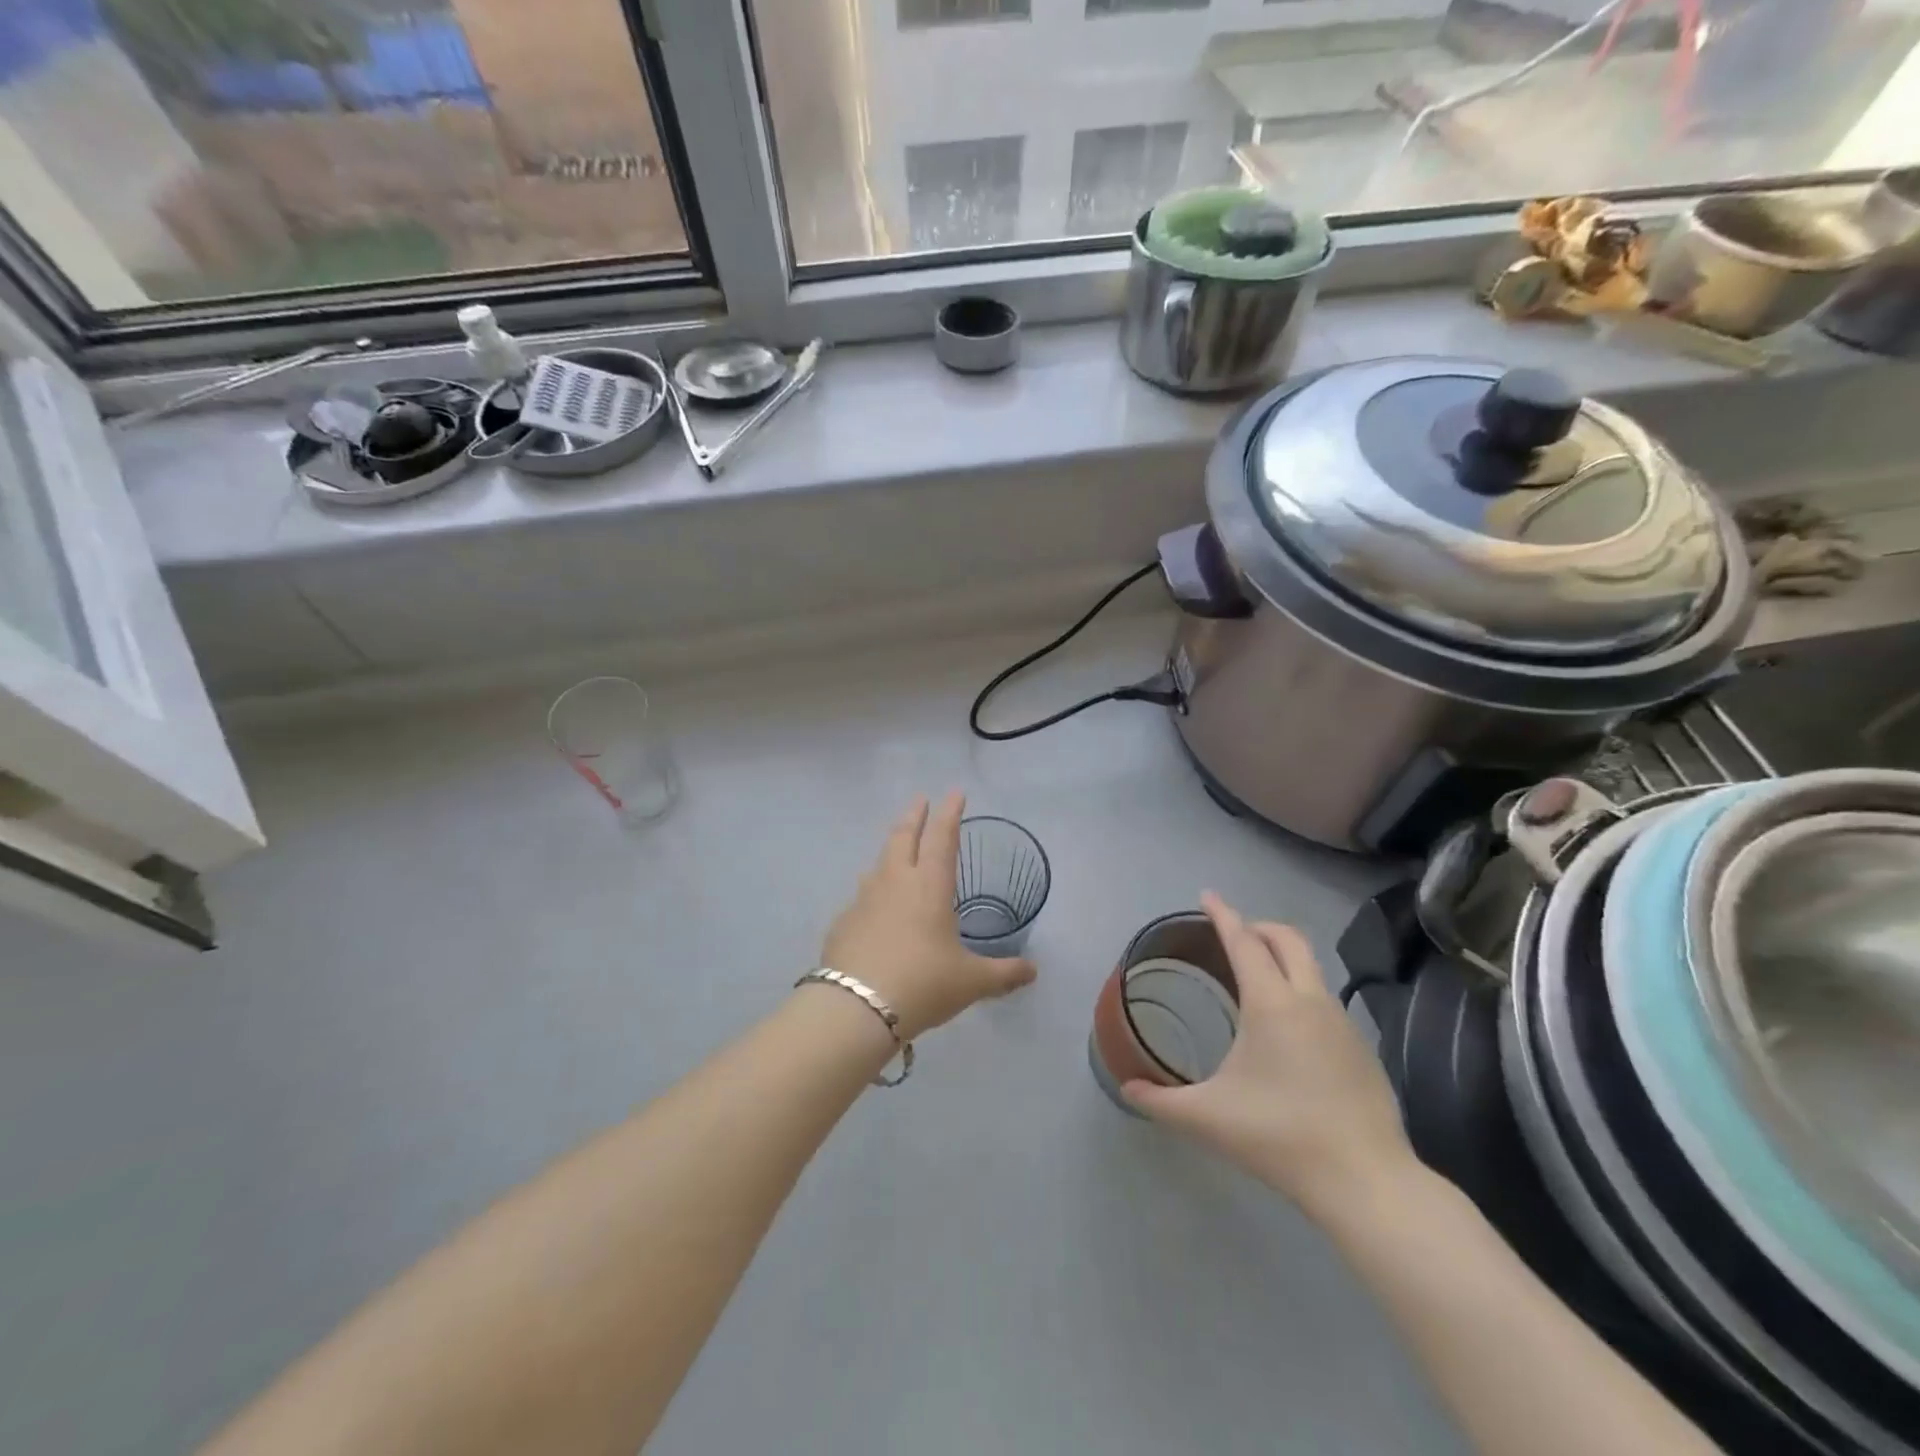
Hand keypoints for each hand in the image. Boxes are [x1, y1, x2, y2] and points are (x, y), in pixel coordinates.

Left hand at [821, 792, 1037, 1040]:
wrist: (856, 1008)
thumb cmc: (923, 984)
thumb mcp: (971, 982)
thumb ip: (1003, 974)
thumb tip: (1033, 972)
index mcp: (930, 886)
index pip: (942, 837)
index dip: (950, 813)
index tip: (954, 792)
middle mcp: (895, 882)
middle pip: (904, 836)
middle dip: (915, 815)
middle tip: (921, 799)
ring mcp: (864, 899)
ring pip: (879, 862)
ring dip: (891, 848)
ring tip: (898, 849)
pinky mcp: (843, 921)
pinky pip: (862, 896)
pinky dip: (873, 891)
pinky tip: (875, 908)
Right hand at [1123, 892, 1417, 1224]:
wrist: (1367, 1182)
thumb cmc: (1280, 1136)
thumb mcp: (1209, 1119)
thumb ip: (1161, 1102)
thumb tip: (1126, 1089)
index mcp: (1271, 1004)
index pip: (1243, 942)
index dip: (1223, 915)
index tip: (1208, 895)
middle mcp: (1310, 1001)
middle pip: (1287, 939)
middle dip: (1258, 926)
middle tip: (1233, 934)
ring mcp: (1342, 1024)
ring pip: (1311, 968)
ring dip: (1283, 958)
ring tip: (1257, 979)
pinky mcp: (1362, 1049)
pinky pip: (1325, 1001)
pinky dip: (1301, 992)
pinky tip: (1289, 1031)